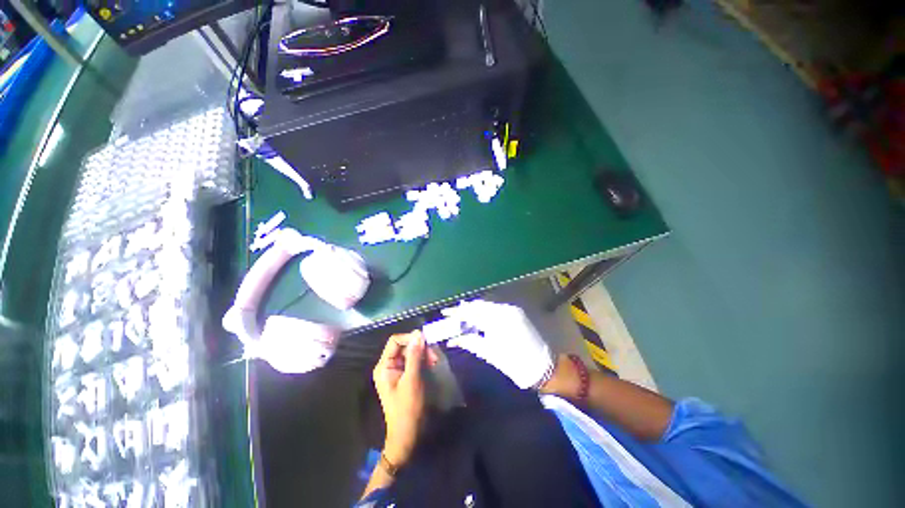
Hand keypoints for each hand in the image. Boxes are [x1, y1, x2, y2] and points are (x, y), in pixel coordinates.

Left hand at [373, 331, 437, 465]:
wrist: (407, 435)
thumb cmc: (407, 408)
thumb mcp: (412, 380)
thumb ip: (414, 355)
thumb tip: (418, 333)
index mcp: (384, 366)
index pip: (395, 341)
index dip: (410, 338)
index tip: (426, 341)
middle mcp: (388, 366)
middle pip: (404, 347)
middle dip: (419, 348)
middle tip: (434, 355)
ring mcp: (396, 372)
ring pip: (410, 354)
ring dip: (423, 355)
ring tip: (435, 361)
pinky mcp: (404, 377)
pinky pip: (413, 362)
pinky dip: (422, 361)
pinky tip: (431, 365)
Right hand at [444, 300, 553, 389]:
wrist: (544, 368)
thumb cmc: (517, 364)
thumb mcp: (491, 354)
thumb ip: (471, 342)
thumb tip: (453, 340)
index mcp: (500, 319)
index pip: (473, 312)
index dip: (458, 313)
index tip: (445, 313)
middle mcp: (506, 309)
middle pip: (479, 306)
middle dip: (464, 310)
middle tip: (450, 315)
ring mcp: (512, 310)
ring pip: (487, 306)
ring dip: (473, 311)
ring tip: (460, 317)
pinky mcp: (516, 314)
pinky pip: (495, 309)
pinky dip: (484, 313)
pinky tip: (476, 319)